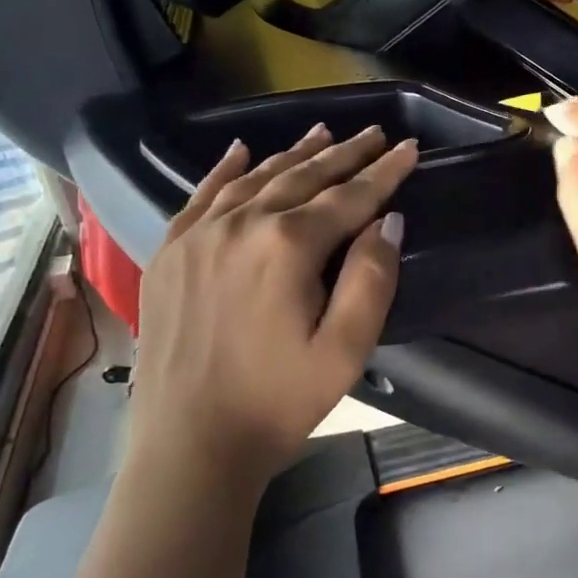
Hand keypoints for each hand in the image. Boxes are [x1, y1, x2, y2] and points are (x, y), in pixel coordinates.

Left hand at [129, 124, 418, 489]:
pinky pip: (202, 196)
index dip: (384, 172)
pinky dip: (226, 170)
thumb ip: (372, 279)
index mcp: (287, 246)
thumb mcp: (346, 350)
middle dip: (345, 154)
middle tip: (373, 133)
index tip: (408, 147)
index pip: (349, 197)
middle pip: (303, 177)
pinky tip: (241, 151)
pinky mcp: (169, 253)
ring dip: (293, 154)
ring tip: (323, 133)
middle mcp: (241, 225)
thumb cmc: (277, 402)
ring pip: (256, 179)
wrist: (189, 445)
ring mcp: (198, 236)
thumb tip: (388, 221)